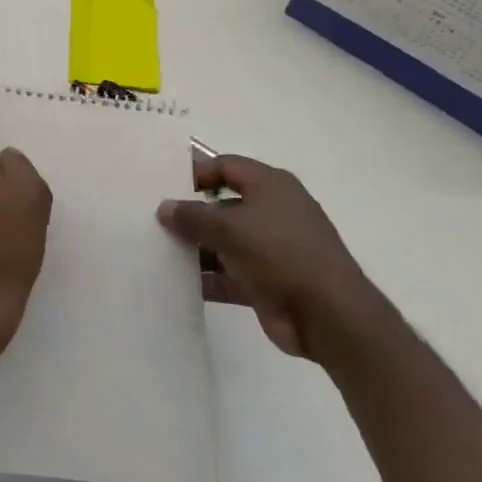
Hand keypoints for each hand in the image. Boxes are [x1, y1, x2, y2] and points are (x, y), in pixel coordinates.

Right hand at [157, 155, 379, 361]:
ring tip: (157, 251)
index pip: (226, 166)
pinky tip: (176, 283)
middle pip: (223, 205)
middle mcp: (273, 212)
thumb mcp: (229, 228)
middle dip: (191, 213)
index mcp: (271, 186)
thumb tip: (164, 208)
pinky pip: (229, 274)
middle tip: (154, 219)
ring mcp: (271, 249)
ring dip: (196, 248)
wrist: (328, 315)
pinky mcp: (267, 282)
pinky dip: (207, 278)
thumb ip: (192, 216)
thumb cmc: (280, 253)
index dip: (196, 173)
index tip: (164, 185)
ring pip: (224, 242)